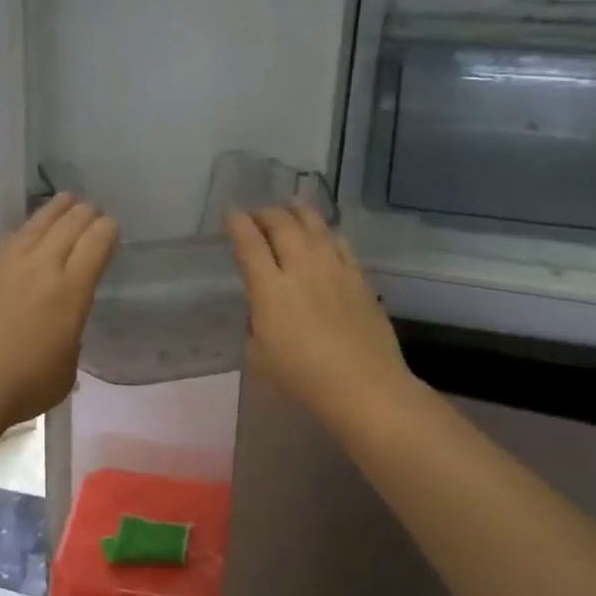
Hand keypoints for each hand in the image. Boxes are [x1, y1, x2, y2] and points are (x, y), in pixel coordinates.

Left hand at [0, 194, 117, 429]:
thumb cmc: (25, 385)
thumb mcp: (68, 365)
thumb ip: (70, 334)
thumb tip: (62, 325)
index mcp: (72, 290)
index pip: (97, 241)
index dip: (108, 230)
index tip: (111, 229)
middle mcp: (42, 266)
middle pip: (70, 223)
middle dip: (86, 214)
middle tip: (92, 213)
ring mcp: (7, 263)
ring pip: (37, 223)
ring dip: (56, 210)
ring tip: (64, 201)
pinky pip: (9, 240)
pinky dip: (25, 232)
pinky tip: (26, 234)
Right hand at [229, 205, 412, 431]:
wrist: (365, 387)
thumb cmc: (304, 378)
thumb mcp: (259, 355)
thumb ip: (256, 323)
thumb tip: (263, 308)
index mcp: (270, 289)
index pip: (249, 243)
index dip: (236, 223)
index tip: (230, 213)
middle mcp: (302, 268)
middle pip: (281, 224)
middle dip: (264, 213)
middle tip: (255, 214)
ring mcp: (334, 269)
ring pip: (314, 225)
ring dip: (296, 212)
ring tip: (288, 208)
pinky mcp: (359, 278)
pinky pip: (340, 242)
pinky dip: (326, 232)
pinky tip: (323, 235)